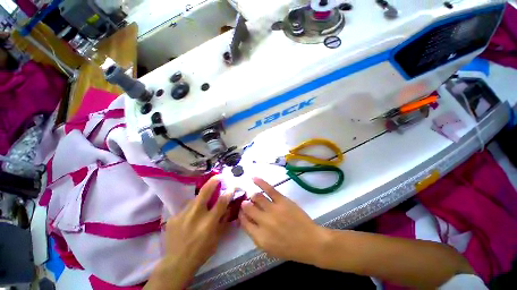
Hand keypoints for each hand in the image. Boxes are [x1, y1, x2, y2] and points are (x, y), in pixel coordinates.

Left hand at [145, 177, 231, 289]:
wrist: (176, 263)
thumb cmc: (201, 252)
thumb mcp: (217, 238)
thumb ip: (224, 220)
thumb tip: (229, 207)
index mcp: (209, 222)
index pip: (222, 201)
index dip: (228, 192)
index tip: (232, 186)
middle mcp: (195, 215)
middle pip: (205, 191)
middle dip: (214, 181)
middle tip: (219, 176)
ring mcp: (182, 214)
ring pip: (195, 198)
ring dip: (202, 197)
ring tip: (205, 201)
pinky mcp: (174, 217)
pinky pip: (187, 208)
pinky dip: (193, 209)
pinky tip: (191, 216)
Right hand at [239, 178, 328, 264]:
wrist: (310, 242)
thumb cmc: (289, 248)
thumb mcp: (269, 248)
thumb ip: (256, 234)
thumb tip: (247, 220)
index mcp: (259, 237)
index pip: (244, 222)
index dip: (241, 215)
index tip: (242, 211)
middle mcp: (263, 222)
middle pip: (248, 208)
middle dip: (245, 204)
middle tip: (246, 203)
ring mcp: (273, 209)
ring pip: (256, 197)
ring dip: (252, 196)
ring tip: (253, 196)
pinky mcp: (282, 200)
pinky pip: (268, 189)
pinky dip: (260, 182)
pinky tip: (253, 178)